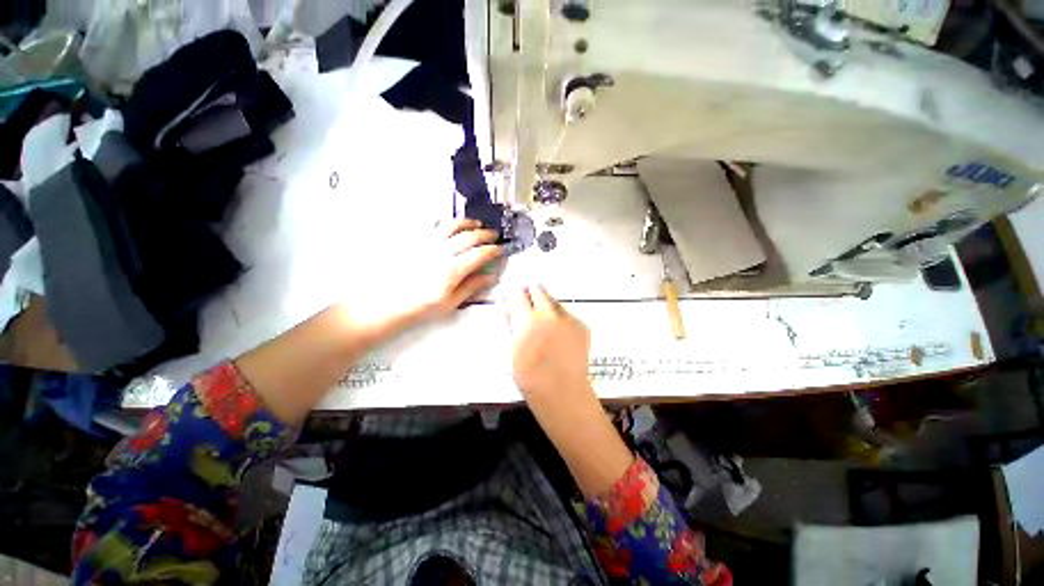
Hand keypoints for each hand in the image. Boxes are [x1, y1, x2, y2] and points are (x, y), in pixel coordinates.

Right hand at [506, 284, 591, 401]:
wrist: (563, 392)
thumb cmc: (530, 376)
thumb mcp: (511, 349)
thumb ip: (510, 323)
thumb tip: (508, 306)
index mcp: (528, 319)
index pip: (518, 292)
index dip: (514, 293)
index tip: (513, 296)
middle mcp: (549, 313)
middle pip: (538, 289)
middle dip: (531, 294)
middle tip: (528, 306)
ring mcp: (568, 318)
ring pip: (553, 301)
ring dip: (547, 307)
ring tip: (545, 326)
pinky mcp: (582, 325)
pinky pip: (567, 314)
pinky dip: (560, 319)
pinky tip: (559, 336)